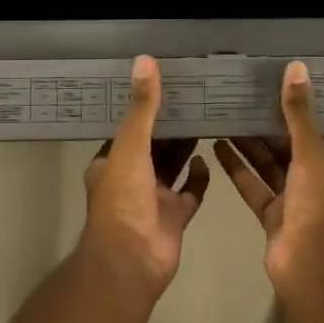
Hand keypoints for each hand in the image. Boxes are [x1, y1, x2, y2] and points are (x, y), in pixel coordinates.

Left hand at [80, 56, 208, 300]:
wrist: (132, 261)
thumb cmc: (123, 200)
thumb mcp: (130, 146)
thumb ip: (142, 108)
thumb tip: (145, 60)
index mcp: (112, 161)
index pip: (129, 127)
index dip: (145, 107)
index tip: (167, 83)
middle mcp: (131, 178)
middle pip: (154, 145)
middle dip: (171, 125)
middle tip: (197, 96)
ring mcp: (154, 199)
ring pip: (173, 166)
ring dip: (186, 147)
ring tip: (209, 118)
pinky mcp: (175, 216)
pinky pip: (190, 191)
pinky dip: (199, 176)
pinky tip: (211, 158)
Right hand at [213, 61, 323, 304]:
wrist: (309, 268)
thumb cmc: (320, 206)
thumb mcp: (312, 154)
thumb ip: (299, 114)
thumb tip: (296, 69)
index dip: (304, 109)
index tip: (281, 86)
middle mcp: (322, 183)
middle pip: (293, 147)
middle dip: (270, 125)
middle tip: (245, 97)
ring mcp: (296, 202)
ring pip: (271, 166)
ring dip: (250, 145)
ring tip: (226, 116)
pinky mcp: (273, 216)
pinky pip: (255, 186)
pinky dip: (238, 169)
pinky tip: (218, 146)